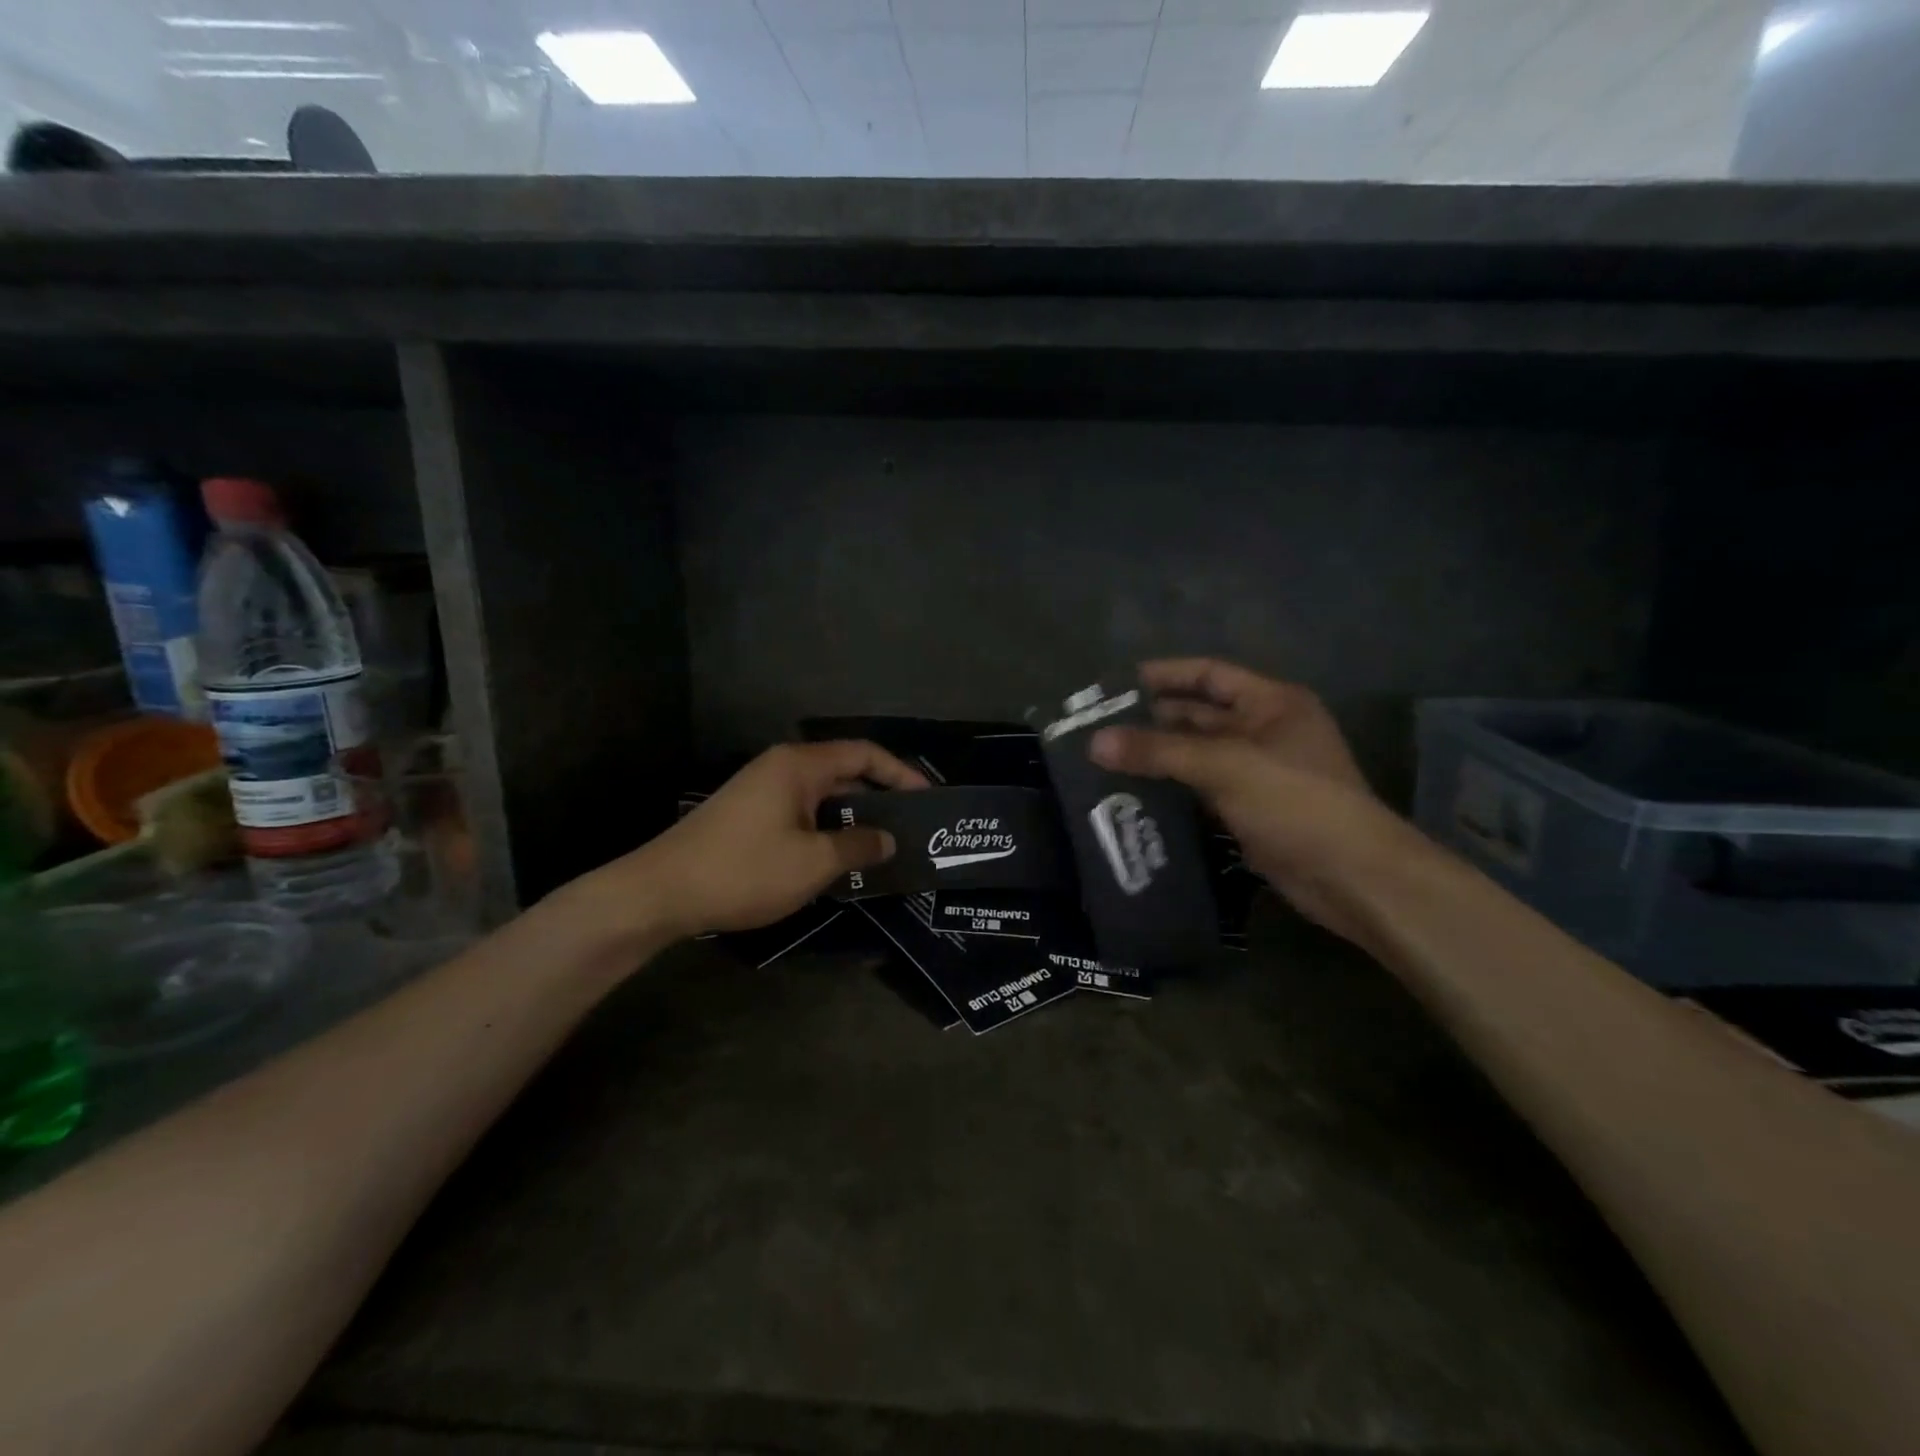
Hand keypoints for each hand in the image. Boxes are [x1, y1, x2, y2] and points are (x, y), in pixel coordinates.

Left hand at [584, 741, 928, 942]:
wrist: (661, 892)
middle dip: (880, 796)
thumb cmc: (744, 869)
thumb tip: (887, 839)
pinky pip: (802, 812)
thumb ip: (857, 846)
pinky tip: (840, 858)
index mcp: (799, 765)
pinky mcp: (749, 815)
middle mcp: (782, 768)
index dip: (901, 773)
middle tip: (912, 826)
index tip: (927, 798)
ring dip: (853, 817)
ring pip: (823, 796)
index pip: (864, 753)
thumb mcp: (812, 862)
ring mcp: (762, 791)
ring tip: (884, 845)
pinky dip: (827, 829)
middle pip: (844, 771)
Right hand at [1088, 658, 1417, 942]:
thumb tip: (1094, 743)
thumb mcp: (1225, 765)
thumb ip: (1159, 751)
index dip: (1164, 675)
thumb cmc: (1296, 801)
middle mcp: (1263, 730)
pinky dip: (1169, 790)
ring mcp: (1256, 773)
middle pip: (1198, 715)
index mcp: (1271, 703)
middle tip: (1098, 728)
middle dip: (1151, 719)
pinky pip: (1199, 790)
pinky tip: (1132, 795)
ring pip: (1195, 755)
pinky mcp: (1247, 810)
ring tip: (1104, 760)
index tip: (1116, 685)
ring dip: (1156, 757)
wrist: (1351, 876)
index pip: (1208, 674)